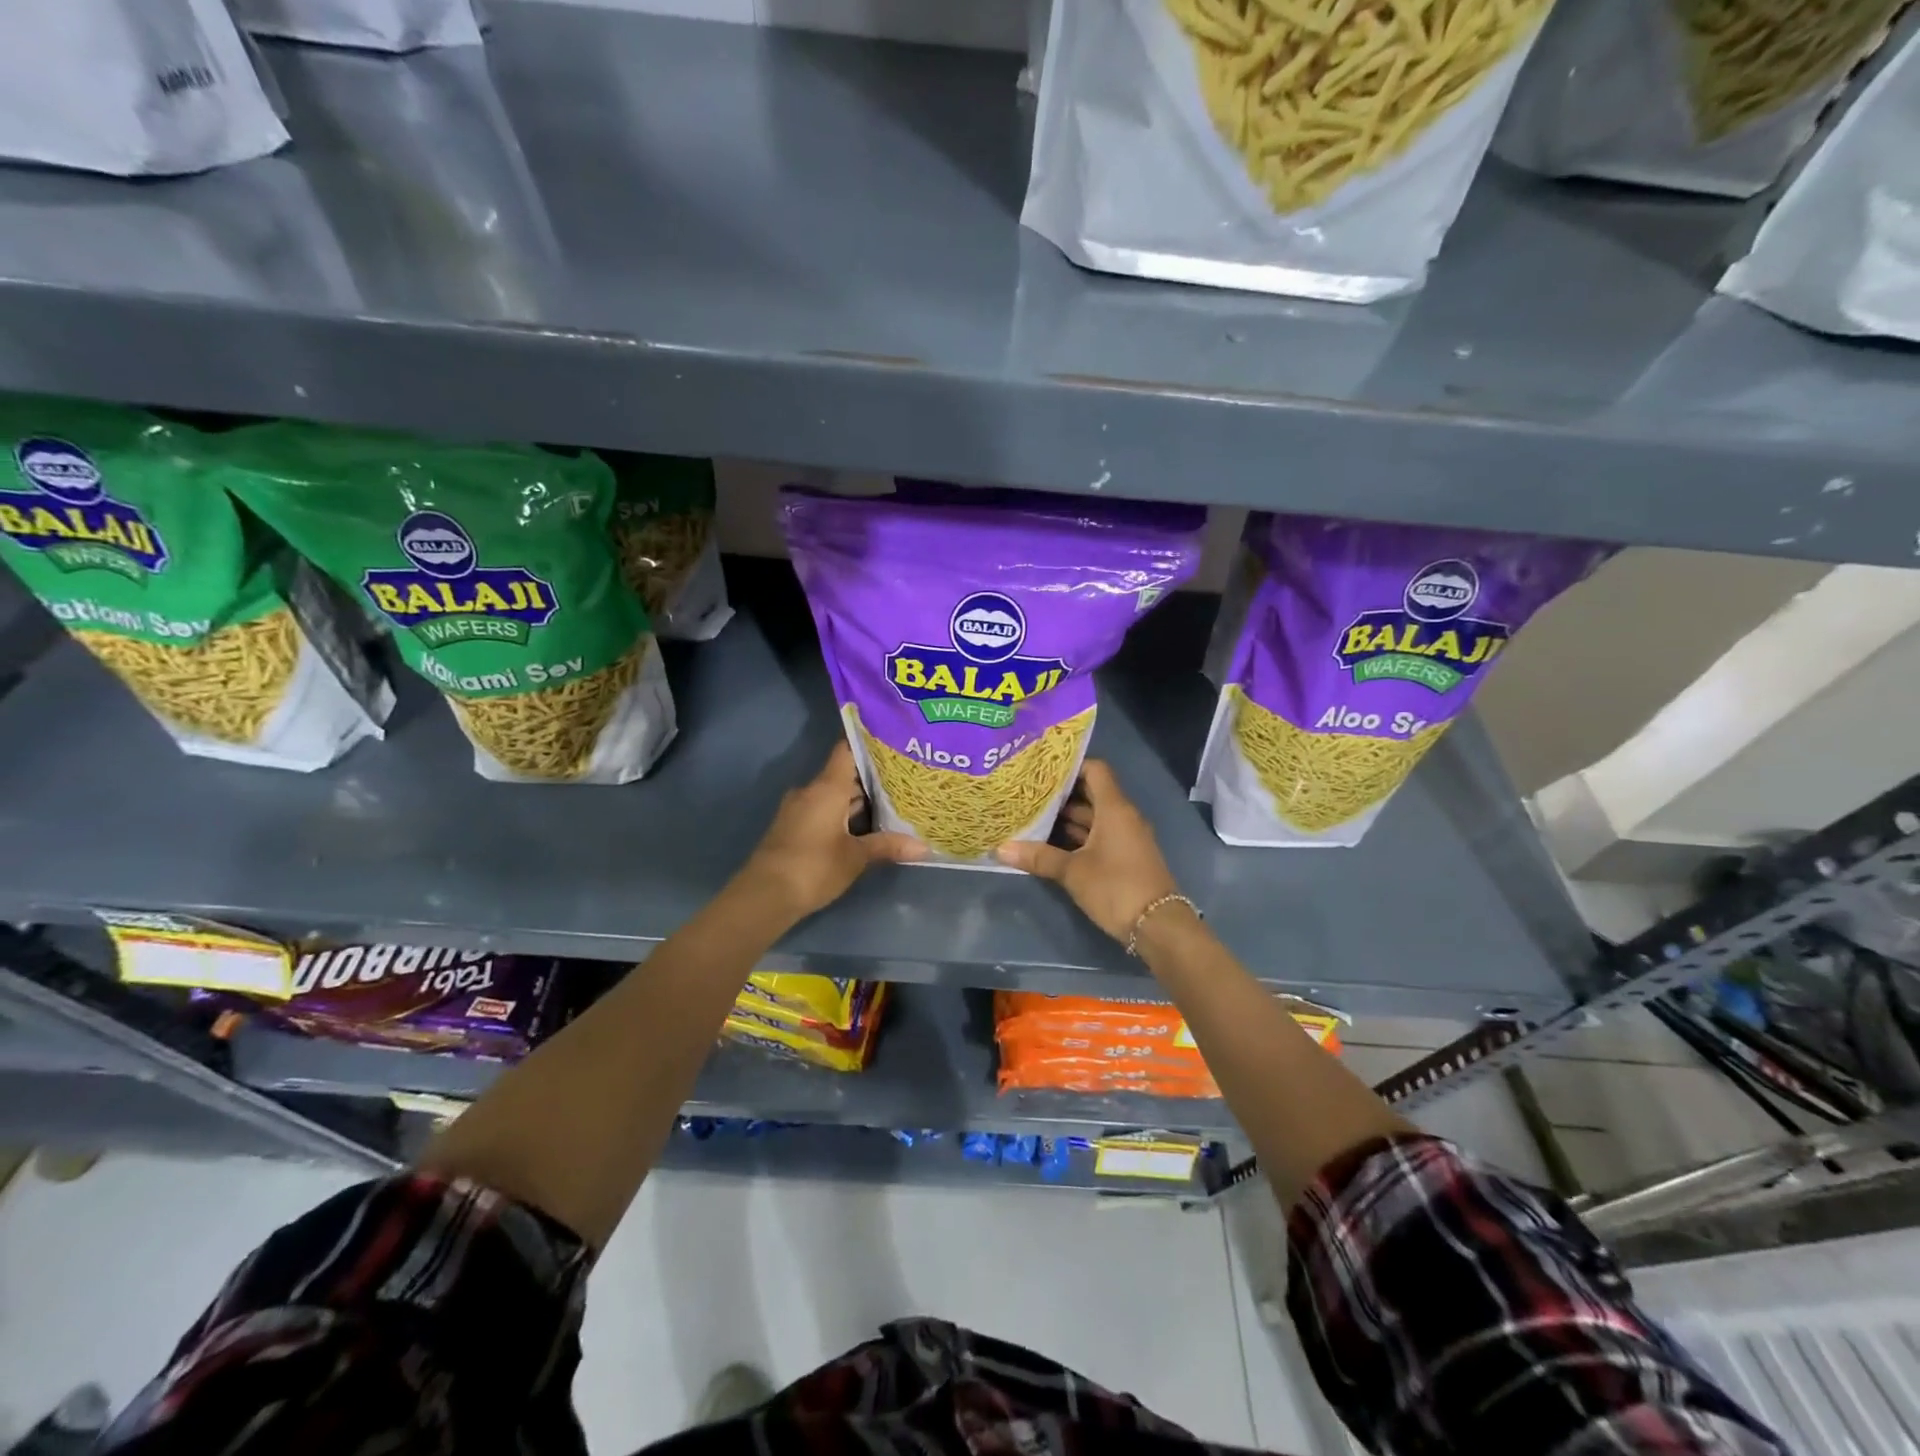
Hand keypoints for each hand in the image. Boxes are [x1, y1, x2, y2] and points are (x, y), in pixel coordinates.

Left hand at [737, 742, 925, 923]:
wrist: (764, 896)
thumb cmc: (814, 867)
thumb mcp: (856, 857)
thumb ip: (888, 846)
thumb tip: (924, 848)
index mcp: (827, 787)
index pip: (846, 751)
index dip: (868, 744)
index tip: (892, 743)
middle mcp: (811, 791)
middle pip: (843, 774)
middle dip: (871, 778)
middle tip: (904, 779)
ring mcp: (799, 809)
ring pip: (833, 795)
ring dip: (857, 800)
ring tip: (892, 803)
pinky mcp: (793, 828)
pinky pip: (823, 810)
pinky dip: (843, 814)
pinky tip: (865, 827)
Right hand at [995, 760, 1181, 942]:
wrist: (1158, 926)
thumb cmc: (1115, 887)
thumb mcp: (1073, 872)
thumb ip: (1039, 857)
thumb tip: (1001, 848)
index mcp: (1114, 809)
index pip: (1095, 770)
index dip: (1070, 767)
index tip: (1042, 771)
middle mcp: (1123, 817)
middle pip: (1092, 793)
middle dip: (1062, 795)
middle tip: (1029, 794)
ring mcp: (1126, 837)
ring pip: (1094, 817)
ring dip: (1068, 818)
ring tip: (1034, 817)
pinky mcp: (1126, 857)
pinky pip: (1100, 836)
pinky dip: (1079, 836)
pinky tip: (1052, 844)